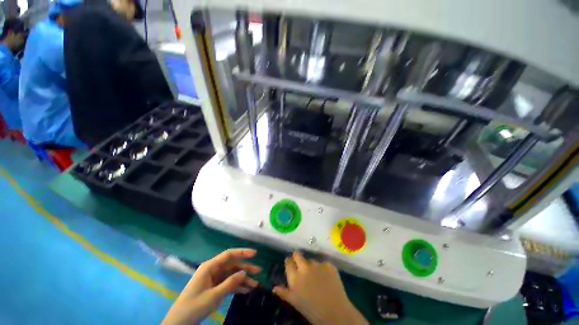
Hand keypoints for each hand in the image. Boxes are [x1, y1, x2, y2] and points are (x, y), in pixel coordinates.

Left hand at [161, 248, 260, 324]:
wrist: (179, 323)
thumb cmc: (194, 306)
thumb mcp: (213, 295)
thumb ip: (230, 283)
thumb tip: (244, 272)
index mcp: (210, 266)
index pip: (229, 254)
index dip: (242, 252)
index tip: (255, 253)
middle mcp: (213, 270)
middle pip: (233, 265)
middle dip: (246, 268)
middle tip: (259, 271)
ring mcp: (214, 279)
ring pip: (232, 275)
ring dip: (243, 280)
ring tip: (255, 285)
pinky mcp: (215, 288)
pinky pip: (229, 284)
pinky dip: (237, 287)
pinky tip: (247, 291)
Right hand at [273, 252, 368, 324]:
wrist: (335, 312)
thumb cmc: (312, 311)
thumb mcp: (296, 303)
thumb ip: (284, 293)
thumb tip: (274, 288)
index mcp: (294, 278)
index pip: (288, 262)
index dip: (290, 262)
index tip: (291, 264)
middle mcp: (304, 268)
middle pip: (298, 254)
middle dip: (298, 257)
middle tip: (301, 264)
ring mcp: (317, 265)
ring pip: (311, 260)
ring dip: (312, 265)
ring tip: (317, 276)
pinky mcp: (328, 264)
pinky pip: (323, 264)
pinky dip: (324, 269)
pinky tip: (327, 279)